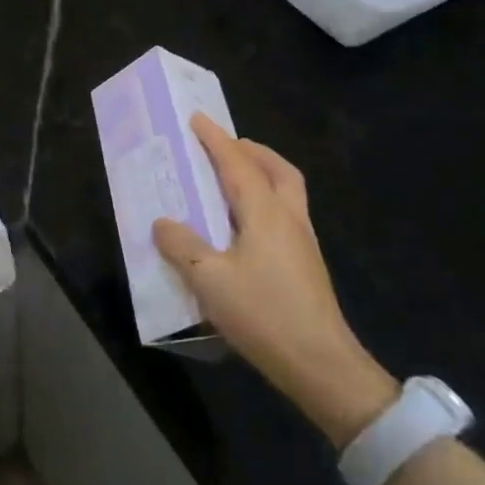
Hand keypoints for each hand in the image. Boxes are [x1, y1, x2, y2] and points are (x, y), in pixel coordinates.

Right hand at [152, 117, 397, 446]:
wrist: (321, 364)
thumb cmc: (263, 314)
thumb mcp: (208, 280)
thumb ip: (182, 246)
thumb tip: (163, 222)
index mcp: (265, 213)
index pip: (238, 164)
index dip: (216, 140)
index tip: (197, 119)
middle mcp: (289, 219)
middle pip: (278, 170)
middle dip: (252, 151)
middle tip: (226, 146)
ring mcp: (303, 243)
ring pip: (287, 191)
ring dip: (262, 174)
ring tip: (232, 180)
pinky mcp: (305, 265)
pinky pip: (285, 214)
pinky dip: (265, 201)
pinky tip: (243, 225)